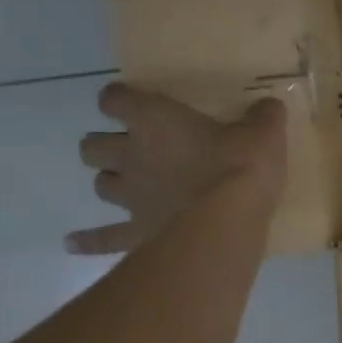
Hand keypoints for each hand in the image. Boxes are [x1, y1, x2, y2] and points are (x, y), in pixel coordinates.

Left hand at [64, 84, 286, 255]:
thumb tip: (270, 107)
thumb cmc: (241, 168)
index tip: (133, 103)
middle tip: (132, 149)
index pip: (115, 98)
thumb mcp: (264, 133)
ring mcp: (130, 197)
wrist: (228, 221)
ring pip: (100, 185)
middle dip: (106, 146)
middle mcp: (131, 155)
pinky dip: (87, 241)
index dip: (119, 99)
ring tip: (127, 185)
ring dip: (110, 182)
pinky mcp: (135, 233)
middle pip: (93, 146)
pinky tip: (71, 244)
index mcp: (154, 121)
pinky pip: (103, 238)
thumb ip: (263, 117)